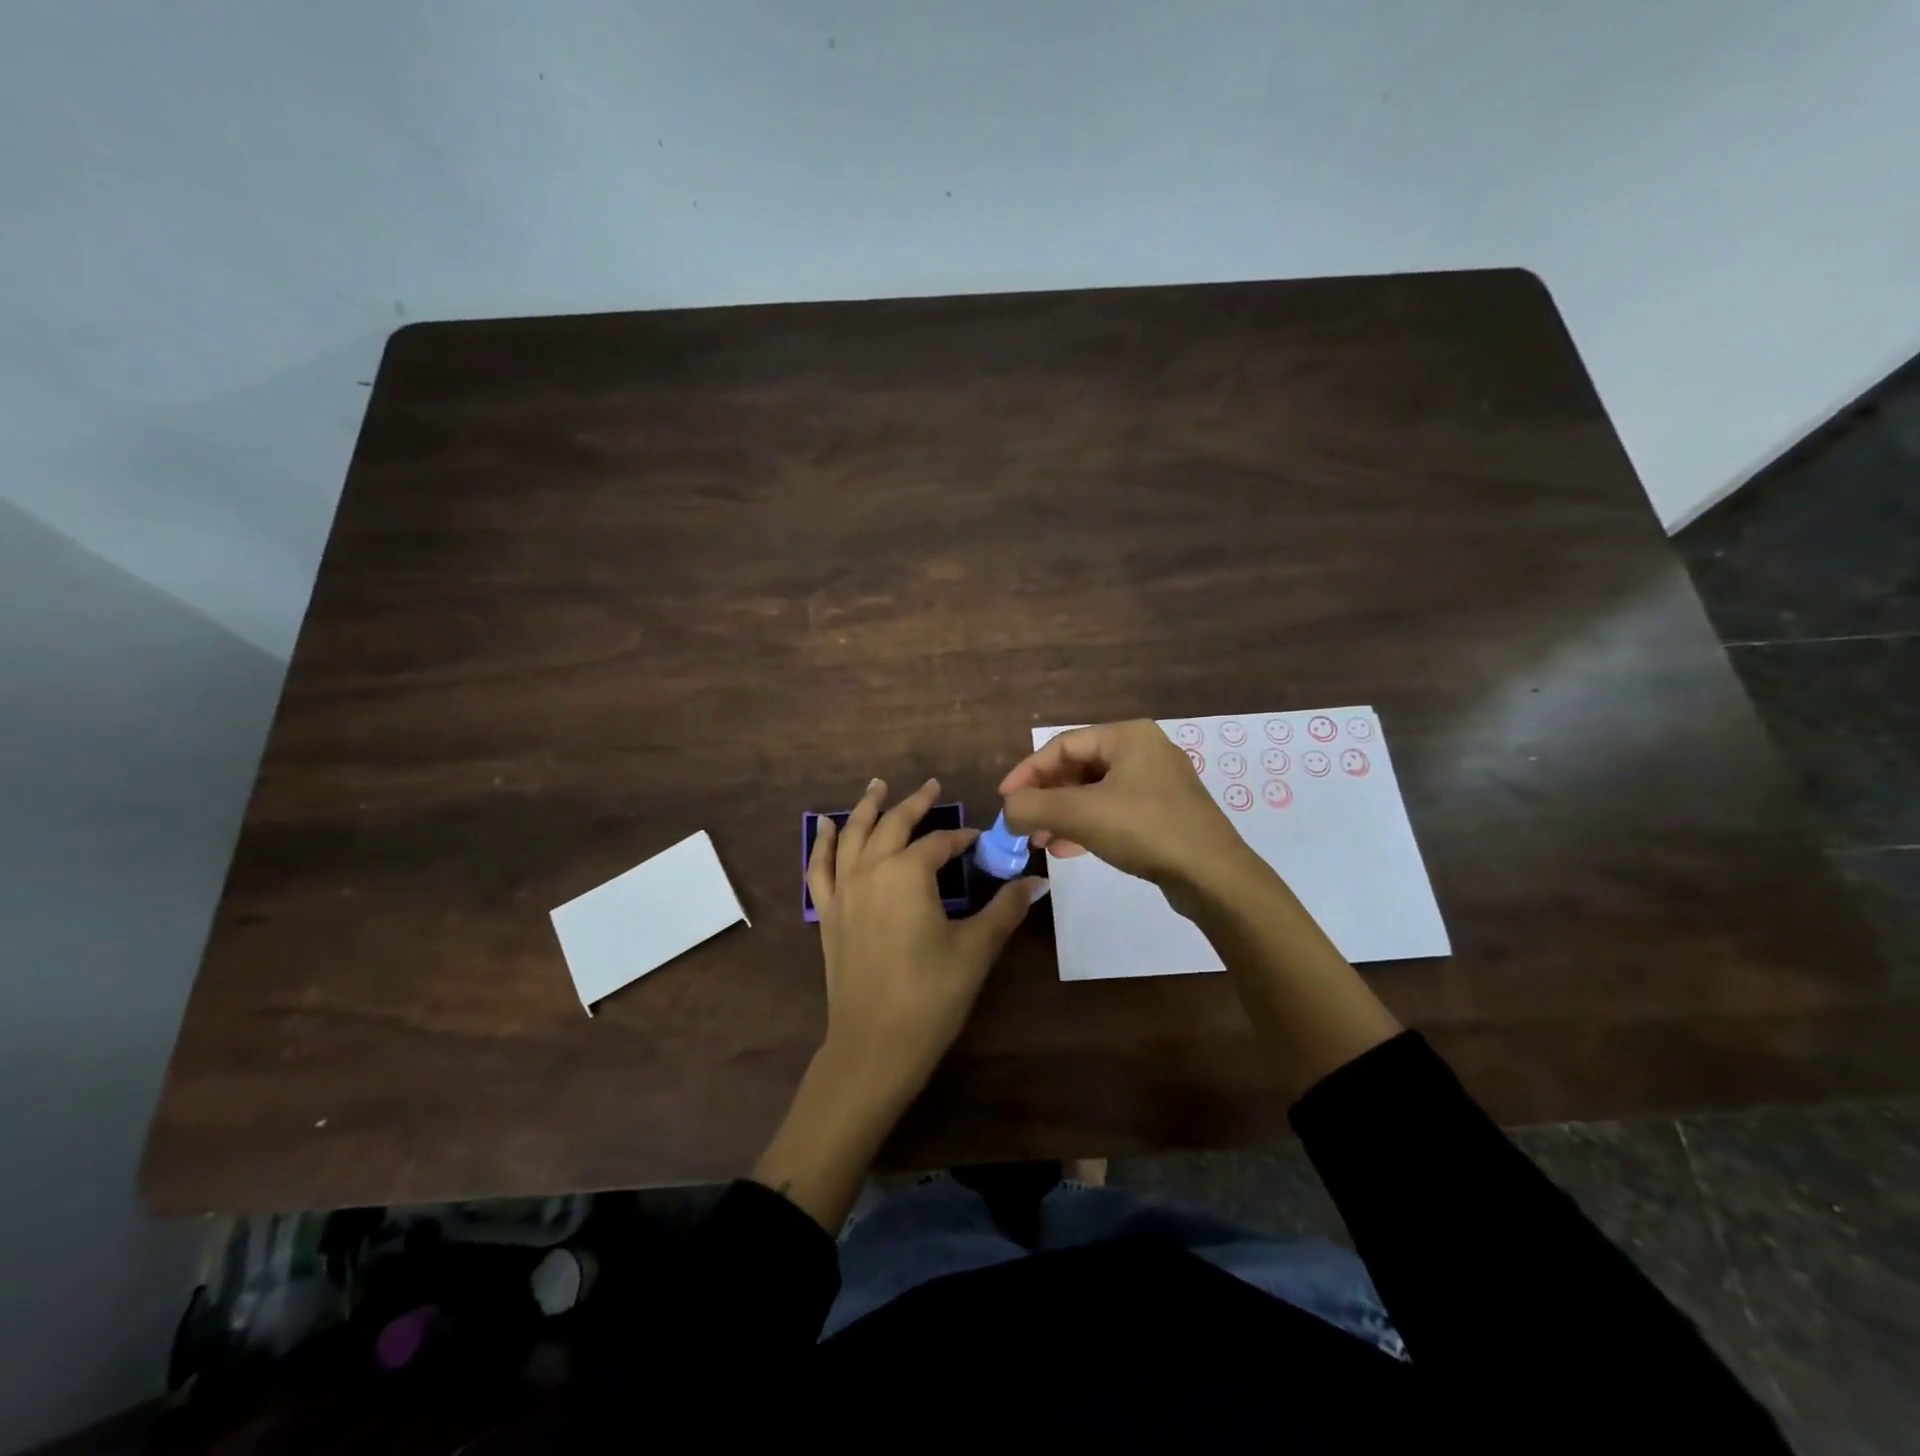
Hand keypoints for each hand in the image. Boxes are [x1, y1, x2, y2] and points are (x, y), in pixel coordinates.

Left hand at [807, 775, 1043, 1105]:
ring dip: (866, 808)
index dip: (962, 838)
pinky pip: (819, 867)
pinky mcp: (828, 913)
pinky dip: (822, 843)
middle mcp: (871, 870)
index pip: (940, 843)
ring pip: (853, 835)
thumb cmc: (931, 995)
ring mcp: (844, 890)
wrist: (874, 1045)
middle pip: (893, 825)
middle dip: (914, 804)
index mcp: (908, 873)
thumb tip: (1037, 881)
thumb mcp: (976, 949)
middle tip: (931, 786)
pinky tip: (826, 827)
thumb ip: (1005, 909)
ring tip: (877, 786)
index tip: (979, 841)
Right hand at [999, 720, 1258, 896]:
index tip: (1005, 802)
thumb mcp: (1080, 814)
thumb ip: (1033, 807)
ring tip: (1042, 842)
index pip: (1062, 745)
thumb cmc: (1145, 829)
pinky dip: (1088, 825)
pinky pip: (1114, 811)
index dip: (1027, 772)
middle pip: (1078, 768)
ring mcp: (1157, 783)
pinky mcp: (1165, 813)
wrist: (1213, 876)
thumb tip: (1007, 811)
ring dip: (1063, 815)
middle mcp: (1144, 750)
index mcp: (1127, 736)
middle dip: (1046, 797)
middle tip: (1023, 825)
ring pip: (1095, 792)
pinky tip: (1069, 849)